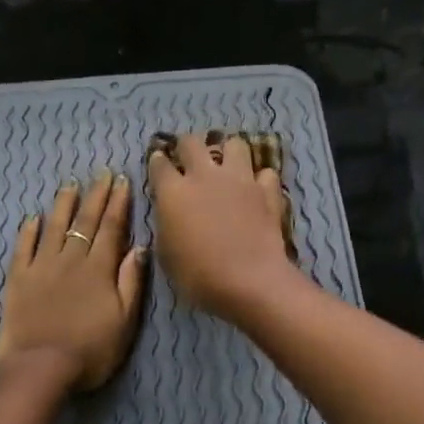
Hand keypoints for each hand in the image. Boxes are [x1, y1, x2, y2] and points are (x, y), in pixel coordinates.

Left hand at [0, 170, 147, 391]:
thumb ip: (131, 282)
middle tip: (102, 173)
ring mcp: (41, 267)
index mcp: (99, 269)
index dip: (118, 203)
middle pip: (85, 222)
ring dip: (63, 204)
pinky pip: (23, 248)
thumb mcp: (125, 321)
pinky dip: (28, 231)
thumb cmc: (91, 351)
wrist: (42, 368)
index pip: (111, 228)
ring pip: (54, 227)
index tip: (123, 181)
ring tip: (71, 185)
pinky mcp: (18, 279)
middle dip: (96, 196)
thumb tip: (140, 247)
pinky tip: (32, 218)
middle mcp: (71, 260)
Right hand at [147, 132, 299, 323]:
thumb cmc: (198, 275)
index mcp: (173, 191)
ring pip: (234, 144)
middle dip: (187, 146)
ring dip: (228, 152)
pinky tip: (257, 190)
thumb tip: (170, 214)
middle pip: (192, 142)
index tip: (158, 164)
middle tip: (188, 158)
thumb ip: (166, 225)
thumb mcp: (167, 255)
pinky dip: (260, 179)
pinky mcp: (267, 191)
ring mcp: (239, 179)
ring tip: (227, 166)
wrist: (249, 281)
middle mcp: (204, 176)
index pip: (159, 163)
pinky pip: (265, 173)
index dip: (157, 162)